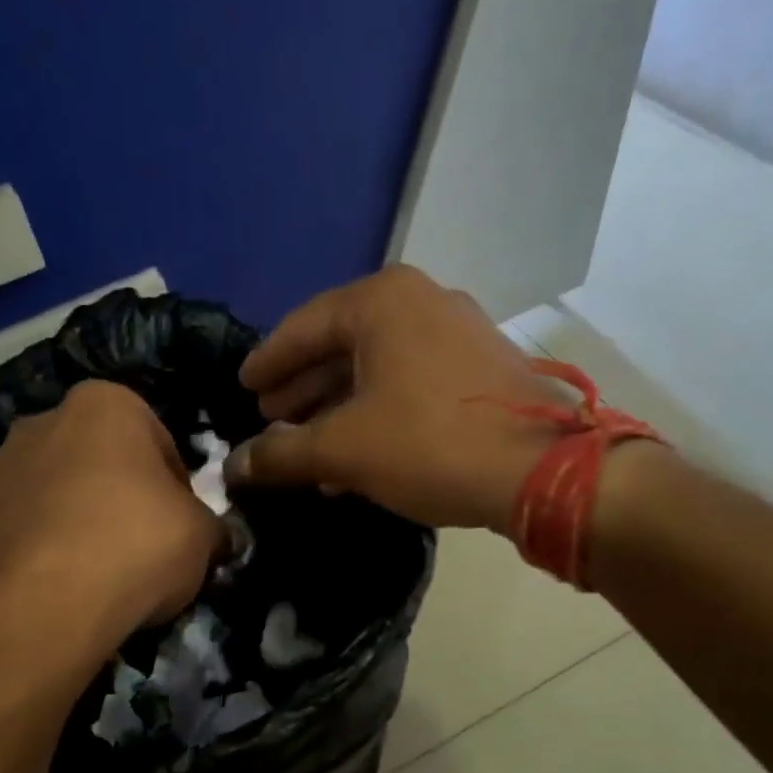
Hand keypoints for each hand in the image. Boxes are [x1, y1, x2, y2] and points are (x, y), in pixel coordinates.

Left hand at [0, 381, 224, 655]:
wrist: (39, 606)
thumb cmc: (136, 545)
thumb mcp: (203, 536)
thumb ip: (210, 525)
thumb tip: (213, 536)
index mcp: (104, 405)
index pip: (158, 440)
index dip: (177, 487)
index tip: (182, 525)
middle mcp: (41, 422)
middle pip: (98, 461)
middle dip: (118, 495)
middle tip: (140, 547)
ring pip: (53, 493)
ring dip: (74, 521)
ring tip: (95, 575)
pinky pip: (19, 531)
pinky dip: (39, 552)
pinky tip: (57, 590)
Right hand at [228, 265, 566, 530]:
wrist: (539, 471)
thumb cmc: (429, 444)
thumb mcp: (344, 449)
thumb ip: (282, 454)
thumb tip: (233, 467)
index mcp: (382, 301)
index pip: (303, 327)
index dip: (268, 362)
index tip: (243, 386)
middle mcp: (421, 302)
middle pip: (341, 345)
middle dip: (302, 387)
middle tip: (269, 417)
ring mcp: (457, 332)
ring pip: (377, 368)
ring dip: (337, 407)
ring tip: (305, 444)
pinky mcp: (481, 368)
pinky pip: (409, 383)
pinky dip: (376, 412)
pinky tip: (356, 453)